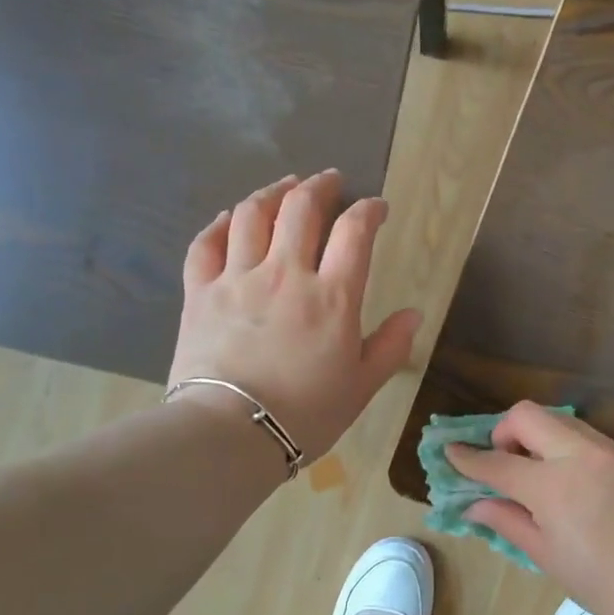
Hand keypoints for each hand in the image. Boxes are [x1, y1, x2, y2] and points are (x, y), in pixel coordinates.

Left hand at [169, 171, 421, 460]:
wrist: (231, 433)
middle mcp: (286, 274)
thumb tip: (413, 313)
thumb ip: (391, 346)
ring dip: (273, 193)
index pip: (355, 233)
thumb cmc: (306, 413)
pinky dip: (221, 224)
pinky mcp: (200, 292)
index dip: (369, 211)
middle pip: (302, 208)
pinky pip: (206, 243)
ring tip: (285, 187)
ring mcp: (237, 278)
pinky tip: (231, 218)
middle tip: (330, 182)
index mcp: (332, 297)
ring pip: (253, 214)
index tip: (377, 207)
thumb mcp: (362, 386)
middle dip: (321, 187)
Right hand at [447, 403, 613, 614]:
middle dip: (504, 431)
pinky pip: (590, 438)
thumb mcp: (543, 553)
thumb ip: (505, 519)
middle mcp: (580, 455)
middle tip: (505, 460)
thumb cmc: (596, 581)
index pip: (497, 462)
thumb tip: (474, 504)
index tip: (451, 452)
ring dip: (540, 437)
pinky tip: (575, 481)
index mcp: (552, 486)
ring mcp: (610, 451)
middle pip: (528, 415)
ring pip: (561, 421)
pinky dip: (570, 449)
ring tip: (540, 472)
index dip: (469, 458)